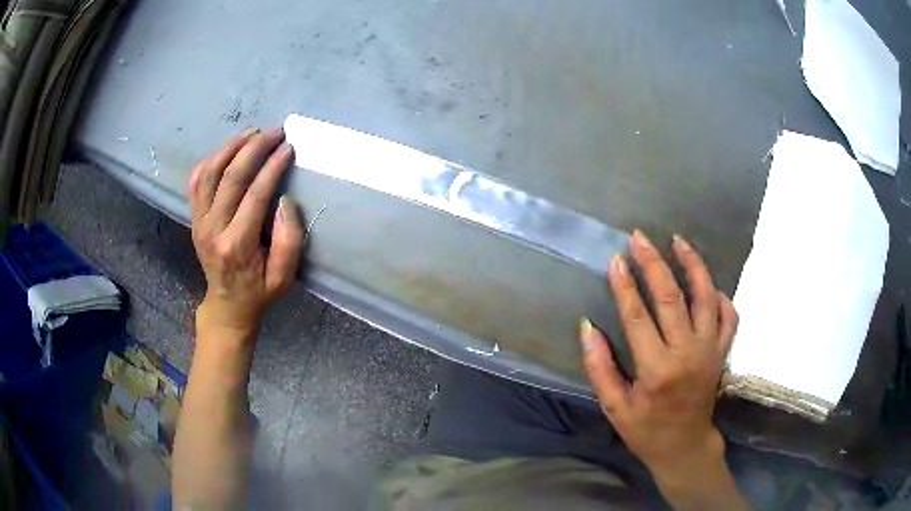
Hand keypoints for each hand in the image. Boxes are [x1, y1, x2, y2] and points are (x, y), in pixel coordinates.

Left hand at [187, 128, 303, 337]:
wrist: (226, 303)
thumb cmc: (259, 290)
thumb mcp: (284, 276)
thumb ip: (289, 240)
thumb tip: (285, 200)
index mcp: (237, 244)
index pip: (255, 194)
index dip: (273, 166)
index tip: (288, 147)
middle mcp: (213, 228)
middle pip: (231, 176)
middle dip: (255, 148)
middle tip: (275, 132)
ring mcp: (199, 221)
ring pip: (210, 172)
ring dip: (231, 147)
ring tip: (252, 133)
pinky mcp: (194, 217)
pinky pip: (195, 180)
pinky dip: (209, 160)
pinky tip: (227, 150)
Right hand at [580, 230, 746, 508]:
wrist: (686, 446)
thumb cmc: (646, 430)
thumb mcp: (614, 407)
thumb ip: (600, 368)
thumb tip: (587, 327)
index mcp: (658, 369)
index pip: (638, 316)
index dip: (625, 285)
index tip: (616, 258)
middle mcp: (688, 353)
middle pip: (672, 297)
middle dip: (654, 263)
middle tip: (639, 237)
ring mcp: (710, 350)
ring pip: (705, 297)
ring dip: (692, 265)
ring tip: (678, 241)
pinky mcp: (722, 352)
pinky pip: (728, 315)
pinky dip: (719, 295)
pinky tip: (707, 283)